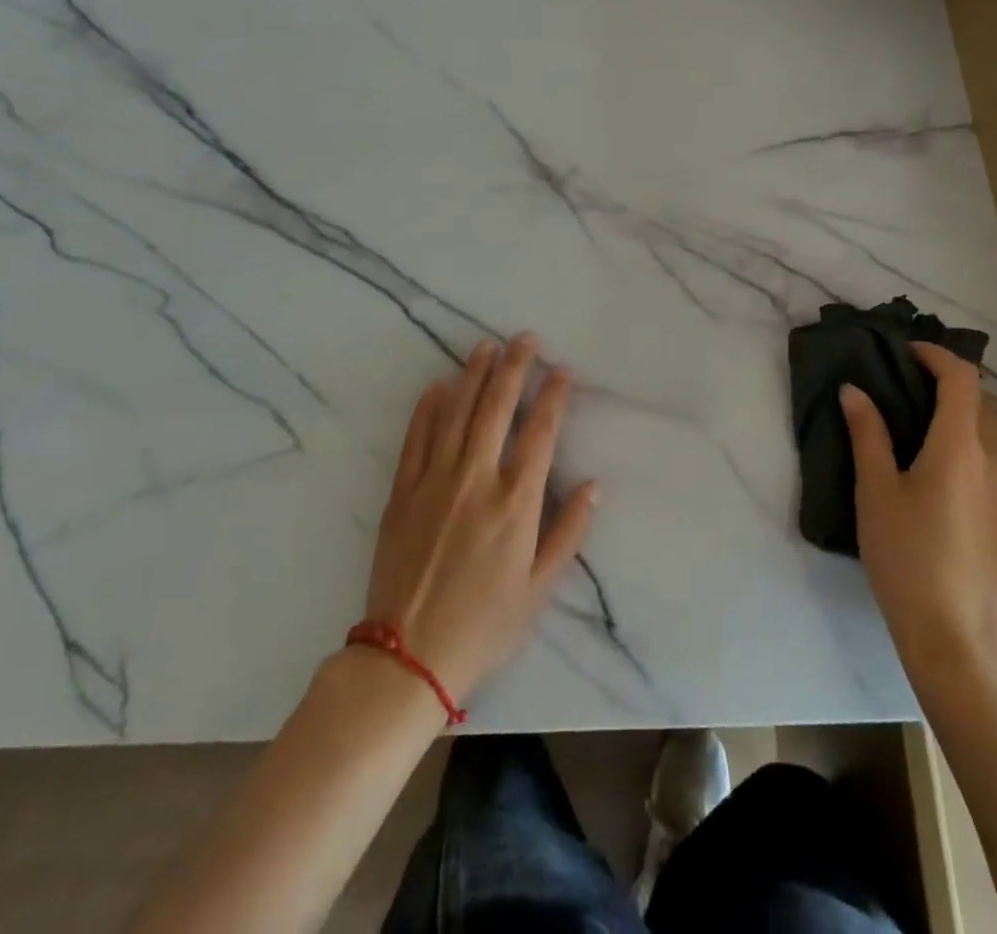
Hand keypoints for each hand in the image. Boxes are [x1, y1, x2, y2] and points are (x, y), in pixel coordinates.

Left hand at [363, 334, 597, 701]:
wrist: (407, 657)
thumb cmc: (484, 625)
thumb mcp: (540, 588)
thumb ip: (569, 532)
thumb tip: (594, 486)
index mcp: (516, 503)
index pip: (540, 433)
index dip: (553, 396)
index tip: (561, 371)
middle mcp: (476, 480)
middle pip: (496, 409)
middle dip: (514, 368)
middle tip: (524, 338)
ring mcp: (434, 482)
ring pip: (456, 413)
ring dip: (473, 375)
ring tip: (486, 346)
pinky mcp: (402, 492)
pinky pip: (416, 438)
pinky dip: (428, 408)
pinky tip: (439, 385)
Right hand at [840, 342, 996, 677]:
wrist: (960, 638)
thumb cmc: (908, 557)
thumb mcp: (876, 493)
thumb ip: (868, 435)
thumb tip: (854, 391)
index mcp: (961, 446)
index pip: (962, 378)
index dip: (937, 356)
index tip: (908, 352)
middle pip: (984, 403)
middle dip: (953, 384)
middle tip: (913, 388)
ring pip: (996, 437)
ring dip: (967, 420)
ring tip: (928, 433)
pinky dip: (977, 455)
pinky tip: (949, 485)